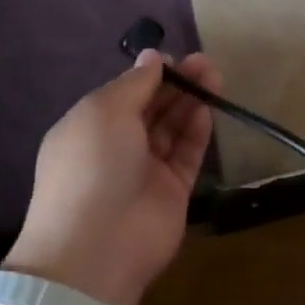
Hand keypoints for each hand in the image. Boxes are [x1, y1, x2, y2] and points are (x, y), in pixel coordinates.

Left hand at [3, 50, 218, 304]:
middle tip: (205, 63)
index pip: (125, 93)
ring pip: (173, 128)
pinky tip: (207, 109)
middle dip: (176, 83)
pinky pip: (186, 154)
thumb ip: (134, 83)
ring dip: (191, 101)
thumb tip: (152, 57)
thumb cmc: (91, 166)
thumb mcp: (104, 111)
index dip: (150, 74)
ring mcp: (145, 170)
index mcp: (90, 127)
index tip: (175, 58)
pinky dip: (196, 131)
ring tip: (214, 76)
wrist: (97, 247)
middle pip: (153, 108)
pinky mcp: (173, 191)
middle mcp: (117, 146)